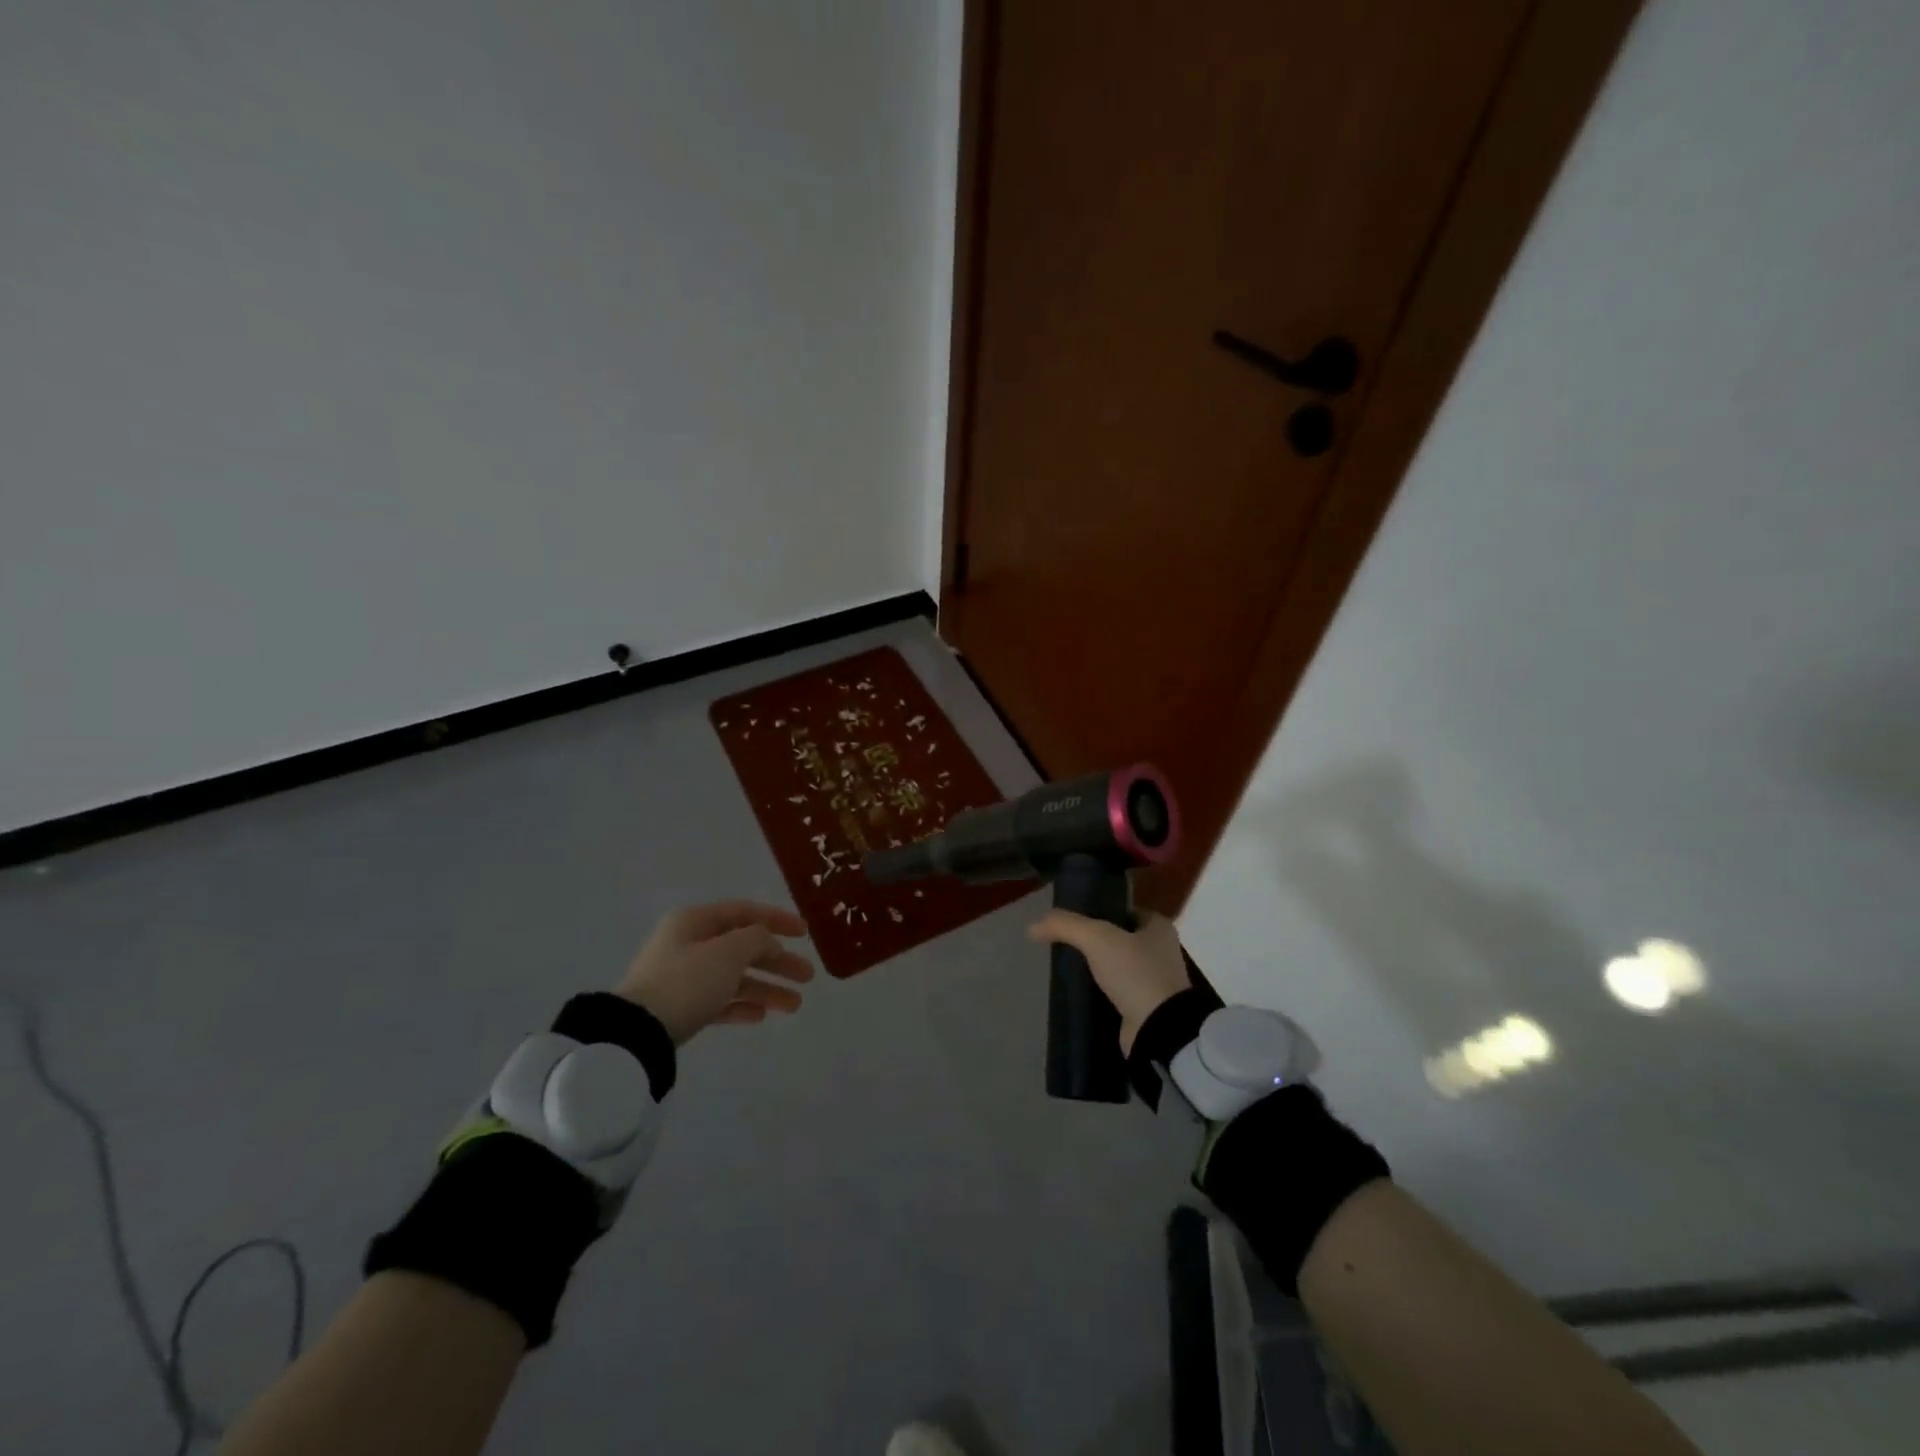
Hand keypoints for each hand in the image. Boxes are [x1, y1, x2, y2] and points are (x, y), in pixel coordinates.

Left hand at [615, 901, 815, 1044]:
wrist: (637, 1033)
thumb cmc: (687, 981)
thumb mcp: (729, 952)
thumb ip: (757, 939)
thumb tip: (767, 941)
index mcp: (695, 921)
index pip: (744, 912)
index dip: (777, 919)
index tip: (805, 933)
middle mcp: (688, 944)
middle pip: (742, 947)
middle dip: (778, 961)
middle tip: (808, 976)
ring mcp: (682, 978)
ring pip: (734, 977)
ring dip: (766, 988)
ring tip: (795, 1005)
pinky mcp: (679, 1009)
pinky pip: (718, 1001)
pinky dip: (740, 1006)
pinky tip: (760, 1016)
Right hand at [1026, 909, 1190, 1055]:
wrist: (1159, 1029)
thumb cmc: (1135, 972)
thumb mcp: (1097, 938)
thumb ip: (1065, 925)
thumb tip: (1033, 927)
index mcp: (1158, 927)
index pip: (1124, 911)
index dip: (1099, 911)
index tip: (1073, 920)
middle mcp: (1161, 951)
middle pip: (1120, 938)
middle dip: (1095, 942)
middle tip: (1066, 944)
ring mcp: (1155, 982)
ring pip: (1118, 966)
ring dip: (1097, 968)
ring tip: (1067, 967)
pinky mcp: (1146, 1008)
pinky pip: (1118, 992)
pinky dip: (1101, 992)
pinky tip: (1080, 992)